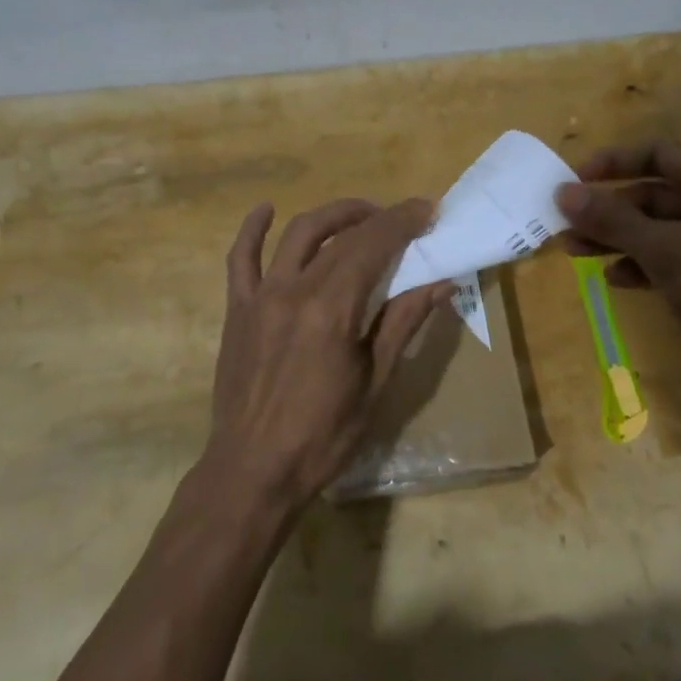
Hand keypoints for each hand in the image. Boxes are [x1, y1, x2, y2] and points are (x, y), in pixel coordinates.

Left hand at [200, 197, 451, 516]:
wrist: (253, 471)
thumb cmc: (323, 436)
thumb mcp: (376, 383)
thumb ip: (404, 323)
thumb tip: (443, 283)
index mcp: (332, 309)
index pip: (373, 245)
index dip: (403, 221)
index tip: (429, 209)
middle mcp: (294, 289)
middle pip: (341, 236)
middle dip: (377, 217)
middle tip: (404, 219)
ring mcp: (260, 296)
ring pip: (297, 235)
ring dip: (332, 217)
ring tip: (359, 217)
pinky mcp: (238, 309)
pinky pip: (240, 259)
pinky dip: (252, 229)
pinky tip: (266, 210)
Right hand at [555, 142, 680, 398]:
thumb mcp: (666, 249)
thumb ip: (612, 219)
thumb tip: (563, 193)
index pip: (658, 154)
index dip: (613, 163)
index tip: (572, 180)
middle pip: (653, 195)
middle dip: (608, 211)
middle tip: (563, 225)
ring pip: (658, 229)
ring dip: (617, 239)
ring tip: (573, 251)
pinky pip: (671, 258)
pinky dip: (642, 265)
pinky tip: (615, 279)